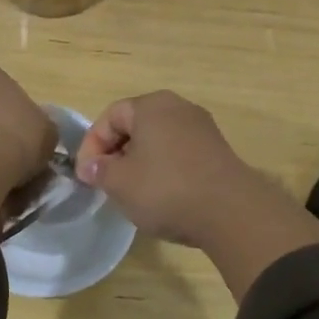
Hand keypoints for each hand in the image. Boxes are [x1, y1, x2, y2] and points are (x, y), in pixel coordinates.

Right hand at [78, 91, 318, 297]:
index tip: (87, 176)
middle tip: (106, 182)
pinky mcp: (217, 151)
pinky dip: (163, 168)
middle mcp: (178, 107)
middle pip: (135, 125)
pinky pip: (179, 153)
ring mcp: (202, 128)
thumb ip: (99, 170)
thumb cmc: (166, 190)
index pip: (110, 117)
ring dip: (139, 162)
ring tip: (132, 191)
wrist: (231, 213)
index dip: (92, 145)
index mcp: (151, 105)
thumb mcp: (120, 183)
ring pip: (158, 140)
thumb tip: (91, 166)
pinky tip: (161, 194)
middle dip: (116, 153)